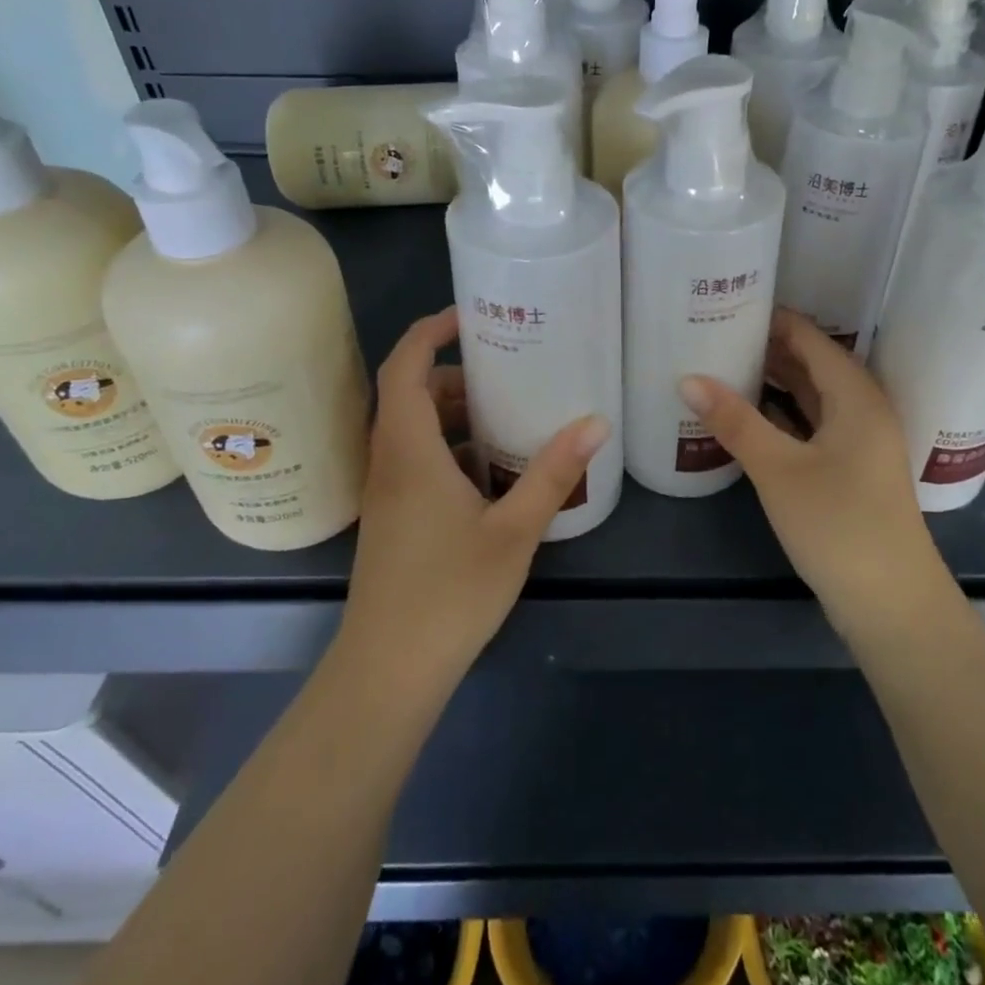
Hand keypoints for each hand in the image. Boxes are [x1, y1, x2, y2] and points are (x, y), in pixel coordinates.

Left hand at [339, 307, 610, 692]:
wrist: (390, 669)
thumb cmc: (450, 593)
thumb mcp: (513, 529)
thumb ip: (553, 473)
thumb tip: (596, 421)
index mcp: (409, 451)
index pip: (403, 366)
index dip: (429, 331)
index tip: (469, 315)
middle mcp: (389, 461)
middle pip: (408, 394)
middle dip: (453, 374)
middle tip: (507, 371)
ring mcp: (388, 492)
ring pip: (412, 430)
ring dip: (452, 414)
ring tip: (508, 415)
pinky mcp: (394, 517)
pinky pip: (416, 460)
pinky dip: (449, 448)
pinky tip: (492, 472)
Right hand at [679, 309, 952, 636]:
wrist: (890, 603)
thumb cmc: (838, 524)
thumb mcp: (778, 469)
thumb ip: (735, 421)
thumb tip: (688, 377)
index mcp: (856, 395)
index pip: (810, 338)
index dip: (772, 319)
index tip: (727, 305)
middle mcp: (862, 410)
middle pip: (812, 364)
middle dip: (768, 348)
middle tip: (715, 334)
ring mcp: (858, 443)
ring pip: (812, 397)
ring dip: (774, 383)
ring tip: (723, 366)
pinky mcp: (849, 471)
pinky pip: (811, 426)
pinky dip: (782, 415)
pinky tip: (747, 417)